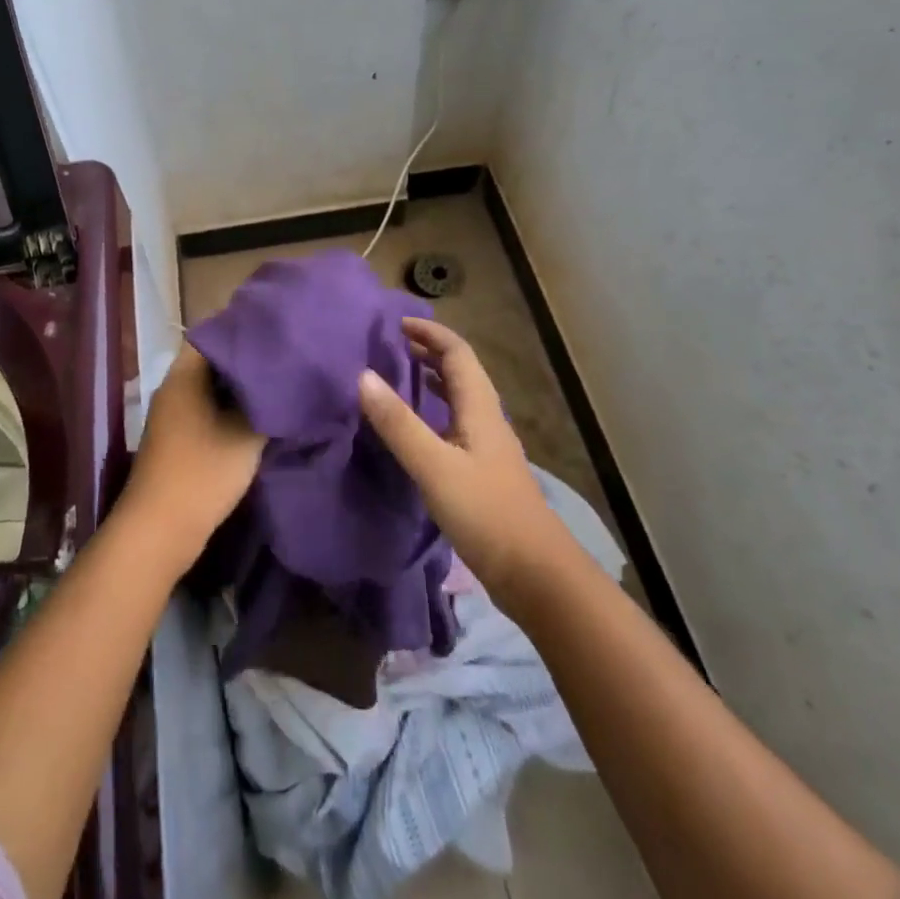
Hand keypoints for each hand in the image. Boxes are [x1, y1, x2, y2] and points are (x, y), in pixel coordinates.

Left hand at [121, 344, 265, 570]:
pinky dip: (230, 410)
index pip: (214, 335)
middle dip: (247, 362)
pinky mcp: (178, 439)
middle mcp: (174, 389)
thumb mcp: (245, 435)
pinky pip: (208, 411)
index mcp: (184, 376)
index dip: (244, 332)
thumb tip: (284, 381)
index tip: (275, 333)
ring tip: (277, 386)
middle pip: (213, 362)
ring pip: (212, 389)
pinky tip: (258, 418)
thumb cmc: (202, 473)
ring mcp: (173, 416)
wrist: (160, 530)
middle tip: (283, 360)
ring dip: (240, 389)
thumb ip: (267, 403)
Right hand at [358, 317, 567, 598]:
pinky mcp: (484, 471)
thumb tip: (363, 376)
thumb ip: (398, 423)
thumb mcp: (434, 466)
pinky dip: (436, 410)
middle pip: (461, 371)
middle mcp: (487, 419)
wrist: (536, 575)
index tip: (397, 323)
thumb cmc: (485, 513)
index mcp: (480, 408)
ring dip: (434, 379)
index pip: (457, 353)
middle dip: (429, 352)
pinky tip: (419, 428)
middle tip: (392, 345)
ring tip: (401, 375)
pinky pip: (457, 423)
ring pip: (461, 397)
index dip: (430, 333)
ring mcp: (489, 446)